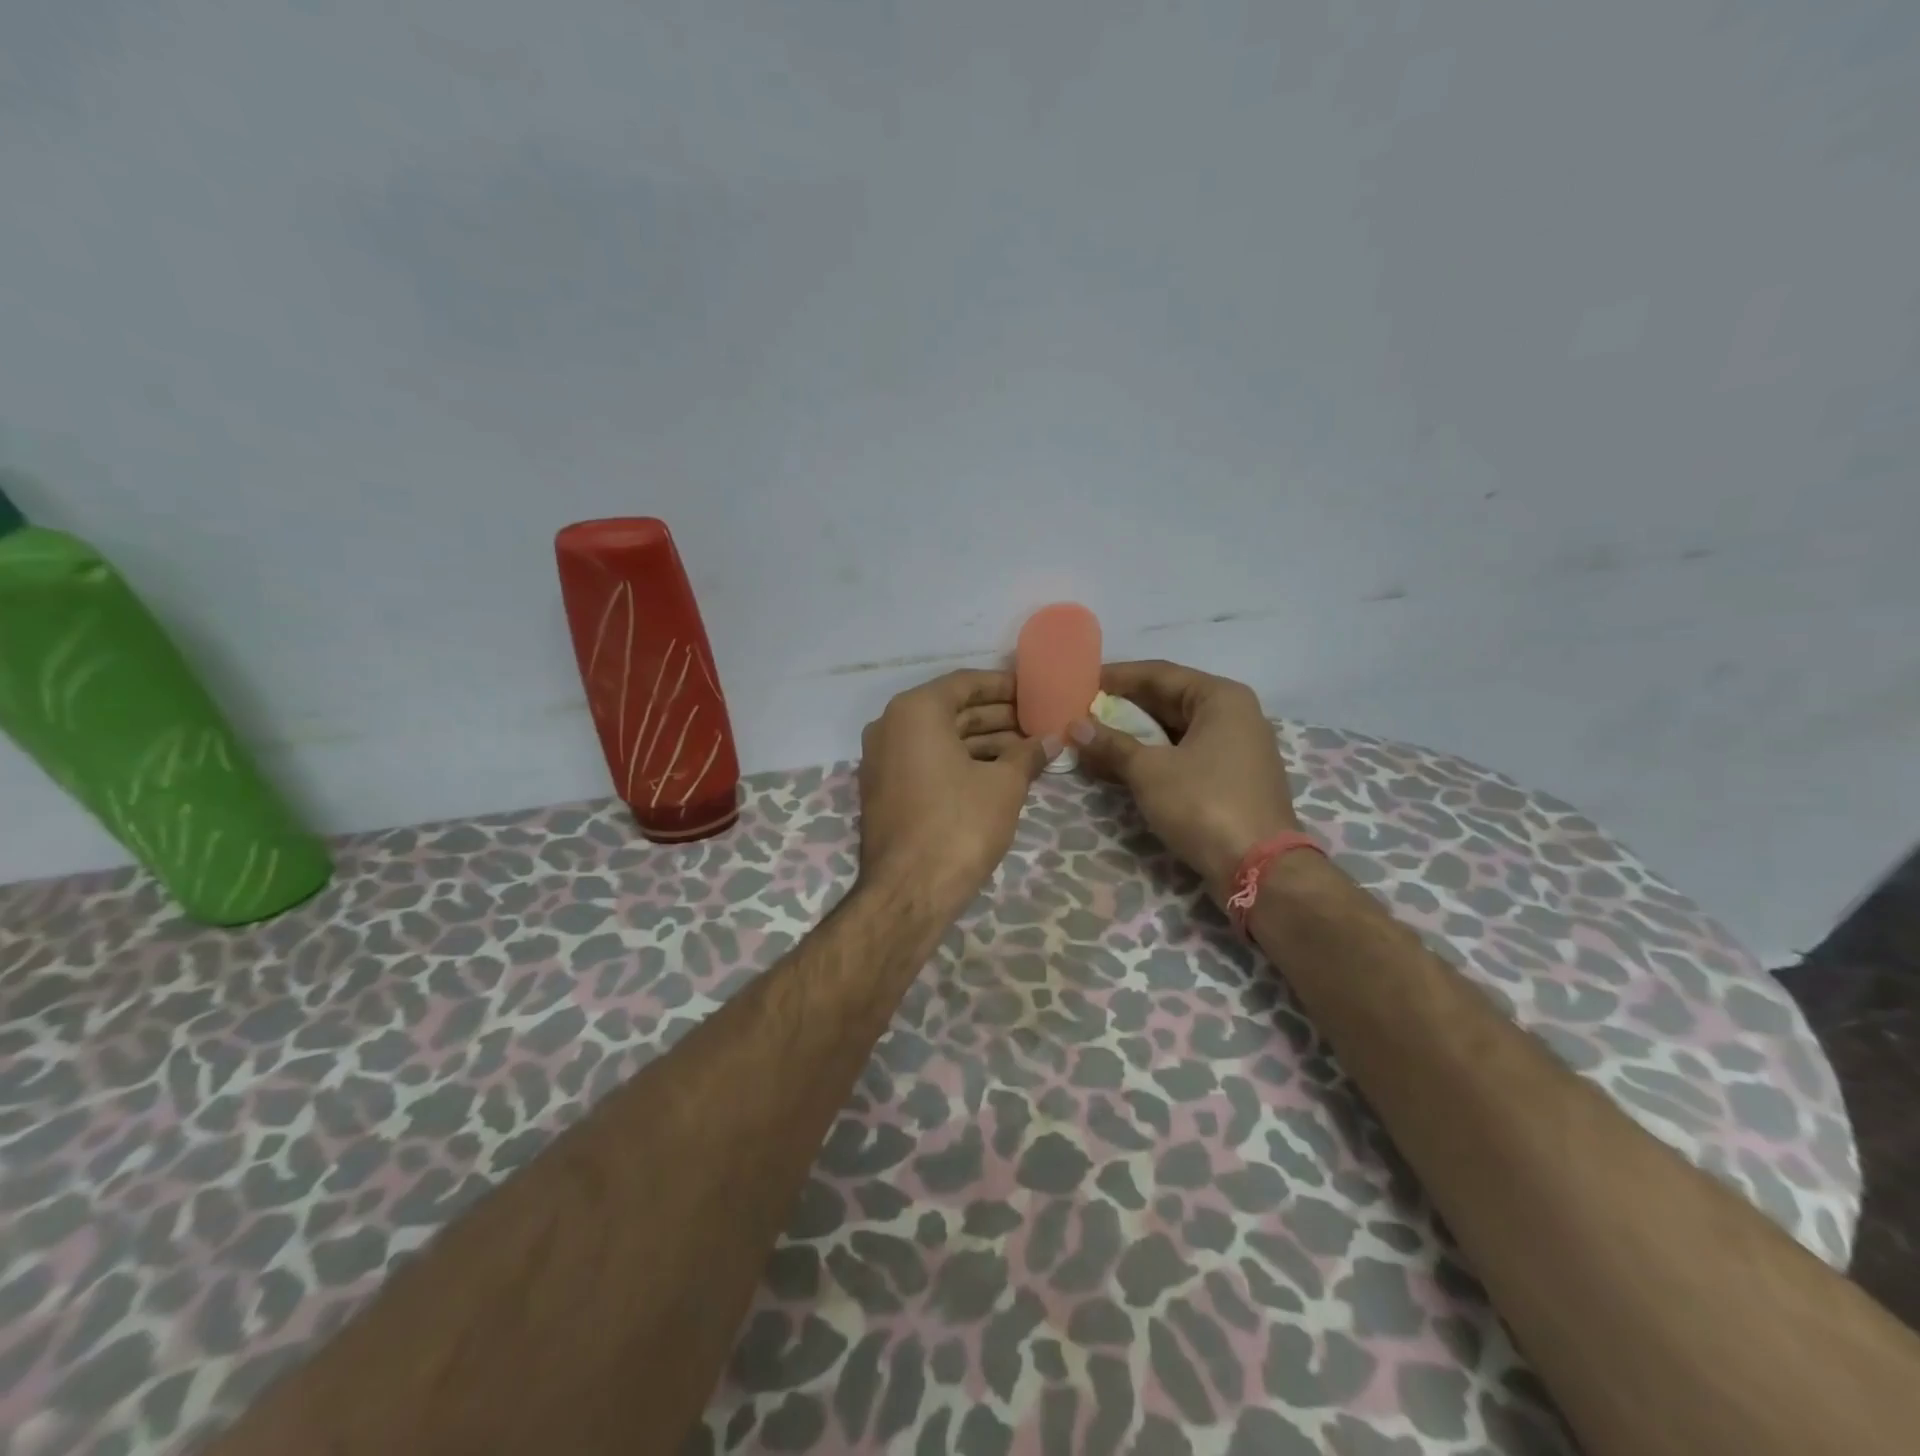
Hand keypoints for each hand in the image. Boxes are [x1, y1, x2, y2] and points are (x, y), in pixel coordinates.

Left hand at [857, 670, 1052, 915]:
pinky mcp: (885, 790)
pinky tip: (998, 773)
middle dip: (998, 717)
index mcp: (915, 711)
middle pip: (952, 710)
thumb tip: (1054, 739)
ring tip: (1028, 751)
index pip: (965, 683)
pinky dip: (961, 762)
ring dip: (983, 742)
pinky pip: (927, 762)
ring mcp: (883, 760)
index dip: (1004, 687)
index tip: (1035, 693)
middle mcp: (890, 726)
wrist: (909, 891)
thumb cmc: (959, 824)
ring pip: (940, 739)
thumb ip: (1029, 754)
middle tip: (1038, 724)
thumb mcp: (1004, 785)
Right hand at [1073, 660, 1299, 903]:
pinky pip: (1184, 755)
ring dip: (1134, 735)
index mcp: (1220, 698)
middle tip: (1082, 711)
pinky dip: (1152, 757)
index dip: (1118, 676)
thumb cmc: (1204, 803)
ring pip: (1175, 731)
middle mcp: (1234, 715)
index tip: (1082, 680)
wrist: (1259, 868)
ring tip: (1092, 738)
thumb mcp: (1149, 771)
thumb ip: (1111, 744)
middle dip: (1124, 708)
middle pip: (1169, 700)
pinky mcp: (1231, 779)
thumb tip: (1075, 726)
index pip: (1160, 674)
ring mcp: (1235, 749)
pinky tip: (1118, 765)